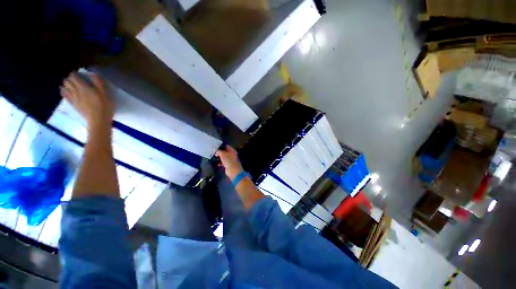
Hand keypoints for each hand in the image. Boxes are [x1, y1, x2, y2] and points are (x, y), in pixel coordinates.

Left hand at [61, 72, 113, 129]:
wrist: (98, 121)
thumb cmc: (105, 107)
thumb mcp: (106, 94)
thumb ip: (99, 83)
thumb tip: (94, 74)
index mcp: (84, 87)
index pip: (74, 77)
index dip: (75, 74)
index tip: (78, 73)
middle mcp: (76, 91)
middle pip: (68, 82)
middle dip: (70, 79)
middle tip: (74, 78)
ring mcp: (74, 99)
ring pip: (65, 88)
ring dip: (66, 84)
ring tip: (68, 83)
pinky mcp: (73, 105)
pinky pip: (65, 97)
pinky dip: (63, 92)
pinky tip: (63, 90)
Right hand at [215, 146, 242, 180]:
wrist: (233, 171)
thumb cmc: (229, 160)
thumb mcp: (223, 154)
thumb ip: (218, 151)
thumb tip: (216, 151)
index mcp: (232, 150)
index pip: (226, 146)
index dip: (221, 146)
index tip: (215, 146)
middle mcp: (231, 154)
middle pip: (224, 152)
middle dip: (219, 152)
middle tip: (213, 152)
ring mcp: (230, 160)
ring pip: (223, 157)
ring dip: (219, 158)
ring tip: (213, 157)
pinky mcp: (228, 165)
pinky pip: (223, 162)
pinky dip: (219, 162)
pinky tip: (215, 163)